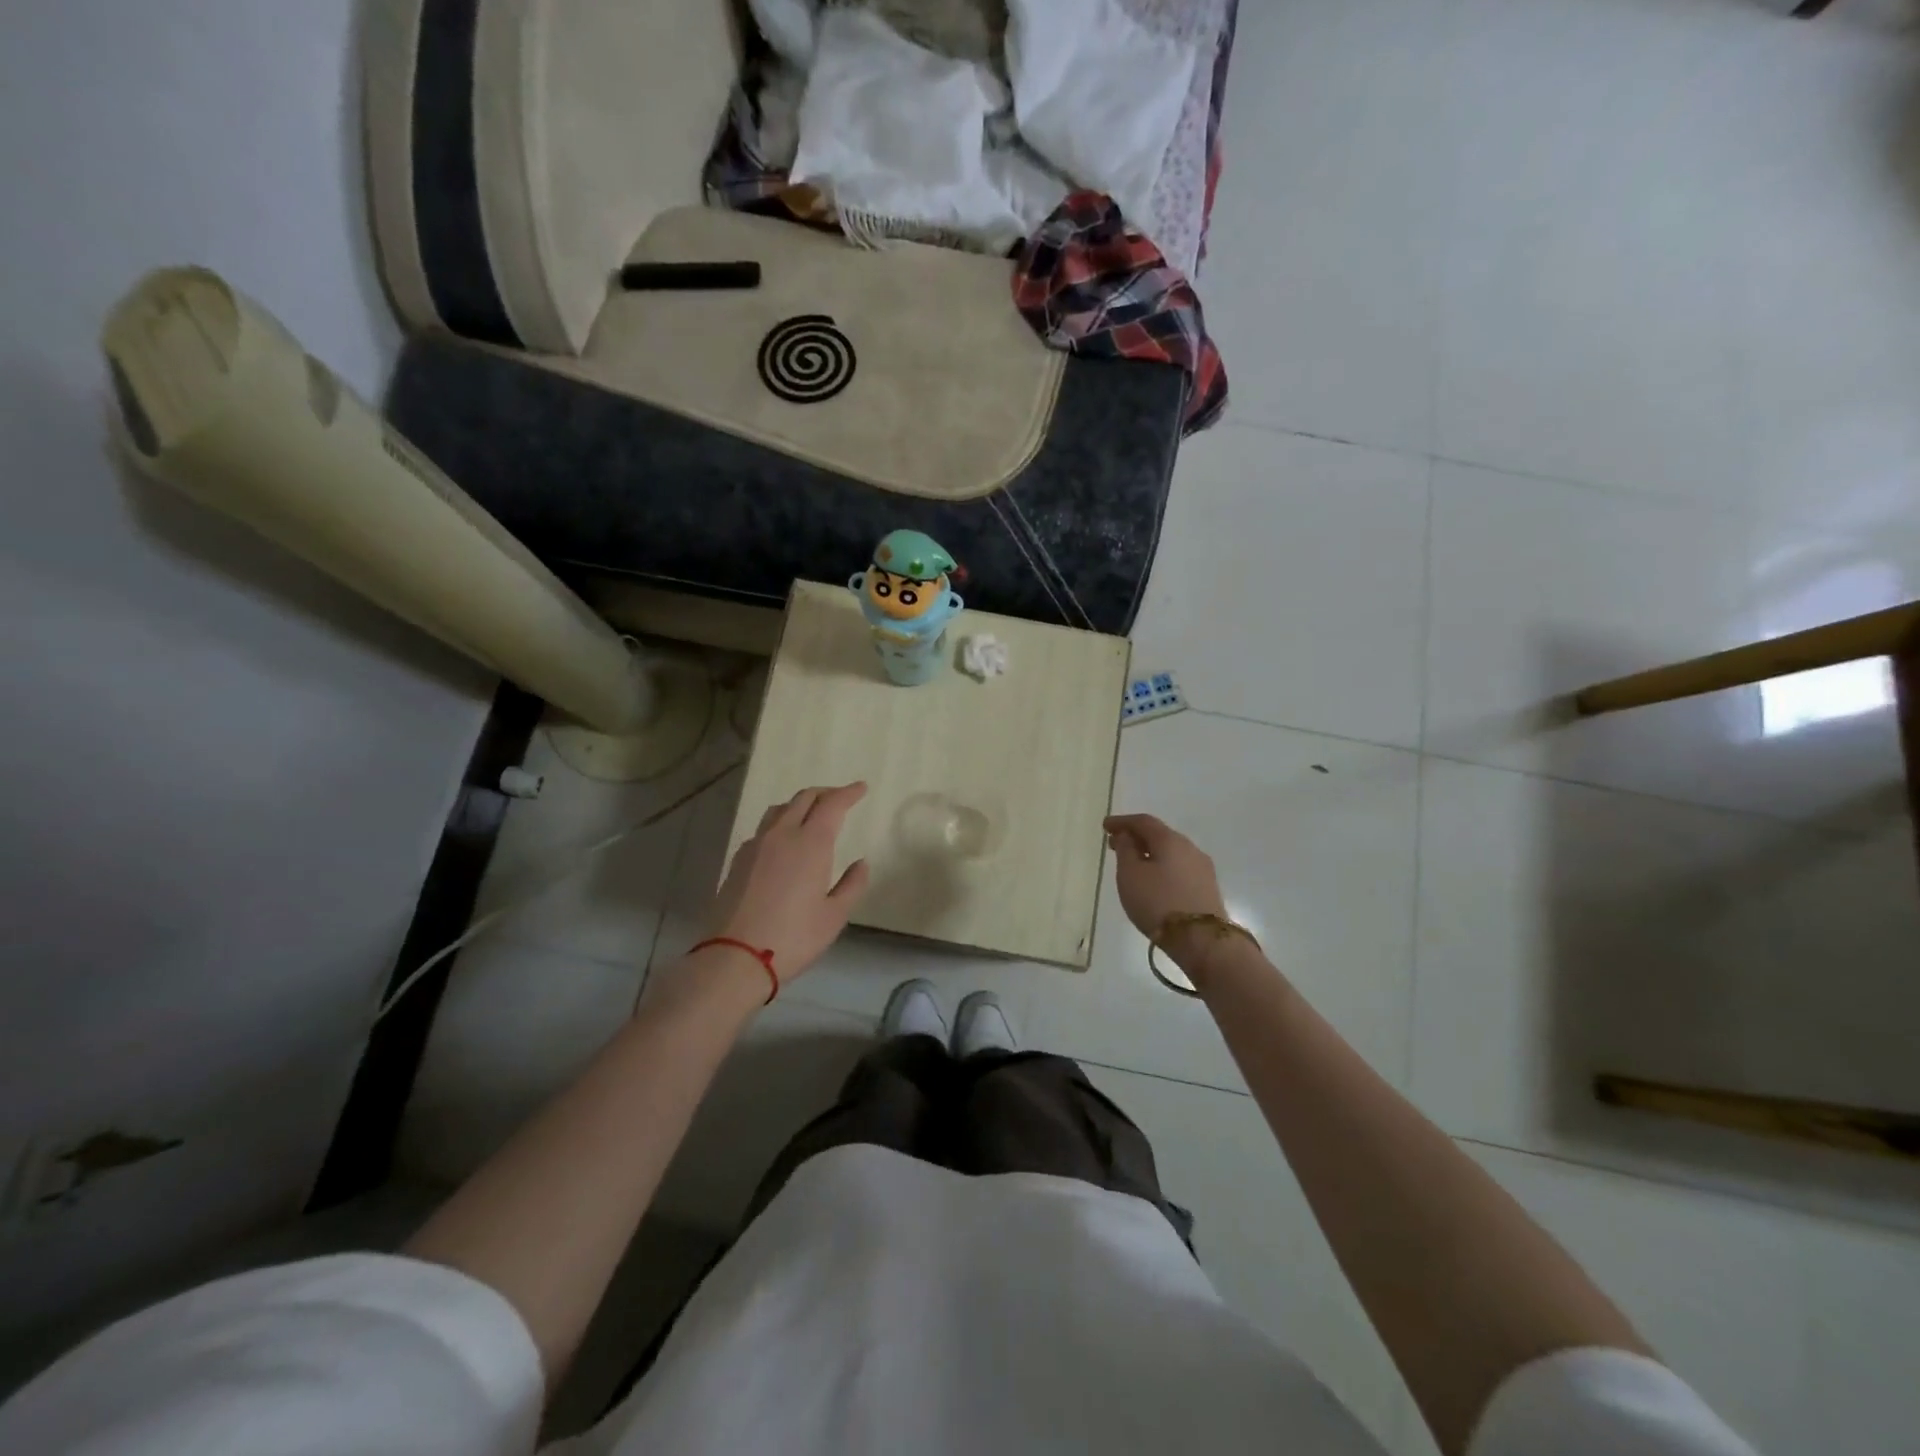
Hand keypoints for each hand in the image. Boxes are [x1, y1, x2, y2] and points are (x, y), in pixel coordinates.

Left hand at [709, 783, 871, 985]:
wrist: (735, 957)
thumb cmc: (794, 937)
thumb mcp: (834, 916)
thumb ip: (852, 885)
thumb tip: (861, 863)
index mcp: (811, 843)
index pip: (832, 804)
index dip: (848, 793)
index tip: (861, 788)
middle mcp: (782, 835)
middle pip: (804, 798)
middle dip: (825, 793)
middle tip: (840, 797)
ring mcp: (756, 845)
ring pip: (779, 809)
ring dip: (799, 804)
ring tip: (811, 814)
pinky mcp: (738, 860)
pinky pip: (763, 829)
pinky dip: (780, 824)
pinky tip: (783, 842)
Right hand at [1103, 813, 1228, 968]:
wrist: (1202, 940)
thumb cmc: (1158, 903)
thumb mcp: (1130, 875)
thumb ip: (1126, 850)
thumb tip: (1127, 836)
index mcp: (1170, 840)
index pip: (1144, 821)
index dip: (1122, 822)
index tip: (1105, 826)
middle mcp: (1190, 848)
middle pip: (1159, 835)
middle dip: (1135, 837)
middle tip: (1114, 844)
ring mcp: (1202, 868)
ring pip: (1171, 853)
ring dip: (1149, 853)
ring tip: (1132, 864)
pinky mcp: (1207, 888)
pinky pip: (1179, 868)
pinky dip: (1162, 867)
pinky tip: (1153, 880)